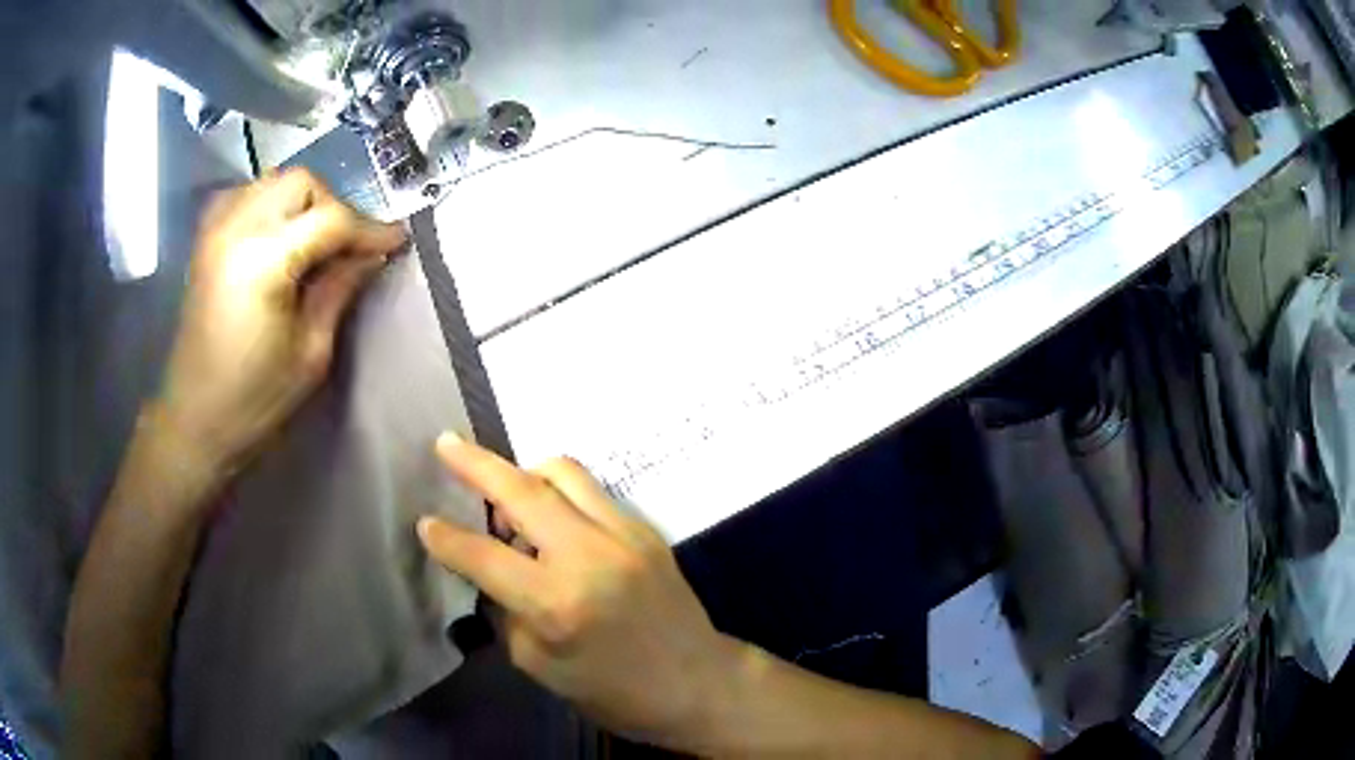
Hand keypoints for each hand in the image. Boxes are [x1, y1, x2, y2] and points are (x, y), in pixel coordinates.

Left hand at [158, 168, 405, 471]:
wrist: (194, 420)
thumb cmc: (254, 400)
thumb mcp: (310, 353)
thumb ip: (339, 290)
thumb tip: (372, 255)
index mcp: (264, 260)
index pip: (331, 219)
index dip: (370, 228)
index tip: (397, 241)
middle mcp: (237, 228)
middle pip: (301, 183)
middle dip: (334, 206)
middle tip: (349, 246)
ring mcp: (216, 229)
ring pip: (274, 181)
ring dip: (304, 202)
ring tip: (315, 241)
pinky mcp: (206, 239)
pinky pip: (247, 194)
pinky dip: (271, 203)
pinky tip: (279, 234)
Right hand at [417, 434, 741, 744]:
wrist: (699, 683)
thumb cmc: (614, 692)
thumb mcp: (540, 666)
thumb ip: (507, 611)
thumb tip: (487, 571)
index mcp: (557, 603)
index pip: (484, 556)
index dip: (447, 538)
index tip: (425, 522)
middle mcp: (590, 555)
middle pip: (522, 490)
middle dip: (475, 463)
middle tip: (445, 443)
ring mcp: (624, 534)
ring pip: (563, 472)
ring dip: (523, 472)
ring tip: (503, 491)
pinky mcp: (646, 529)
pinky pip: (592, 491)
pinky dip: (559, 492)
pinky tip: (549, 514)